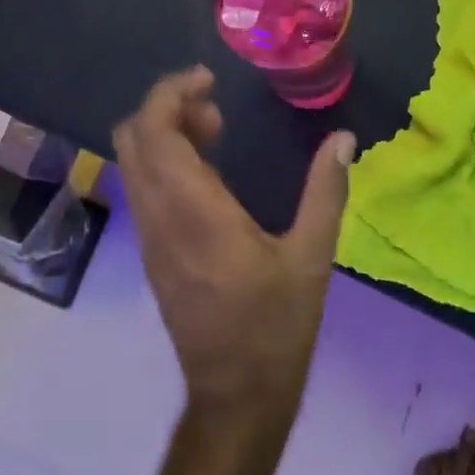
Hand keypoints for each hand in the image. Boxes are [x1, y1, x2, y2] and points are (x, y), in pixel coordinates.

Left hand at [114, 67, 355, 430]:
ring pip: (134, 164)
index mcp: (194, 213)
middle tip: (215, 108)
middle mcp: (159, 219)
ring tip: (217, 133)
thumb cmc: (276, 327)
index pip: (154, 132)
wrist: (235, 395)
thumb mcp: (311, 258)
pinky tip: (209, 175)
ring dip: (165, 135)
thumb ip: (325, 192)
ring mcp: (149, 238)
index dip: (170, 93)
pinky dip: (165, 163)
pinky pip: (144, 189)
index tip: (208, 80)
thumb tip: (343, 138)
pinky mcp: (152, 254)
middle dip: (166, 108)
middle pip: (132, 139)